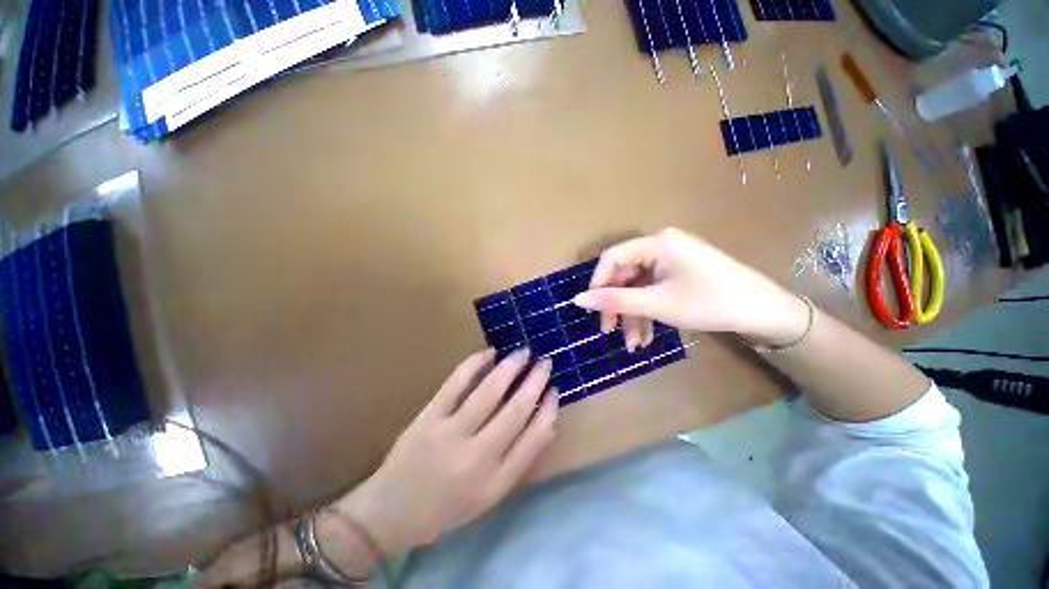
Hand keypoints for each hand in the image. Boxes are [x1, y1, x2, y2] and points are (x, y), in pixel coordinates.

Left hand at [337, 349, 556, 554]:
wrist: (396, 509)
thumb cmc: (446, 509)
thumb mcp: (488, 498)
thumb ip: (514, 465)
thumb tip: (539, 426)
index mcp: (498, 481)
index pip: (534, 439)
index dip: (548, 412)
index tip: (555, 392)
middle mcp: (479, 456)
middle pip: (515, 412)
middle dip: (535, 384)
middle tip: (546, 363)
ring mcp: (451, 434)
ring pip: (488, 394)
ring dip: (510, 369)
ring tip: (523, 353)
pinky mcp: (427, 419)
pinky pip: (454, 386)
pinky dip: (473, 366)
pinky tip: (487, 354)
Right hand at [573, 228, 808, 347]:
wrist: (757, 307)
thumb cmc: (706, 301)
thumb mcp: (659, 304)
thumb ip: (617, 301)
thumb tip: (577, 299)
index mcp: (656, 242)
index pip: (613, 257)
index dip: (599, 285)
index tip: (594, 314)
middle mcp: (665, 244)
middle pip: (629, 273)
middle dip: (621, 306)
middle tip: (613, 335)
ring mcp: (679, 259)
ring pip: (645, 285)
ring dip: (637, 314)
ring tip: (636, 345)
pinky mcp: (690, 273)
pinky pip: (661, 289)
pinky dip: (654, 311)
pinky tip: (652, 336)